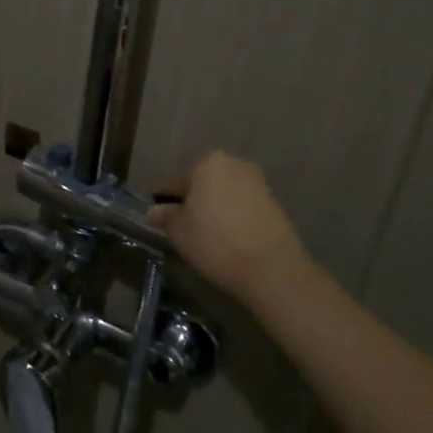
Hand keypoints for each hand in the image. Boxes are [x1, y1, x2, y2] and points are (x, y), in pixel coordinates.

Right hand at [149, 151, 308, 299]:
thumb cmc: (215, 242)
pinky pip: (243, 207)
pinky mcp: (276, 206)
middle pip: (204, 184)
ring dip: (214, 210)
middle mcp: (236, 165)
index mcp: (208, 163)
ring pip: (225, 195)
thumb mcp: (179, 231)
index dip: (165, 200)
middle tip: (181, 226)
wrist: (272, 270)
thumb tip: (155, 211)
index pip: (177, 181)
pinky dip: (233, 219)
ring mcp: (259, 184)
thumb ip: (165, 216)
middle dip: (193, 201)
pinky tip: (226, 240)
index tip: (158, 217)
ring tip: (204, 236)